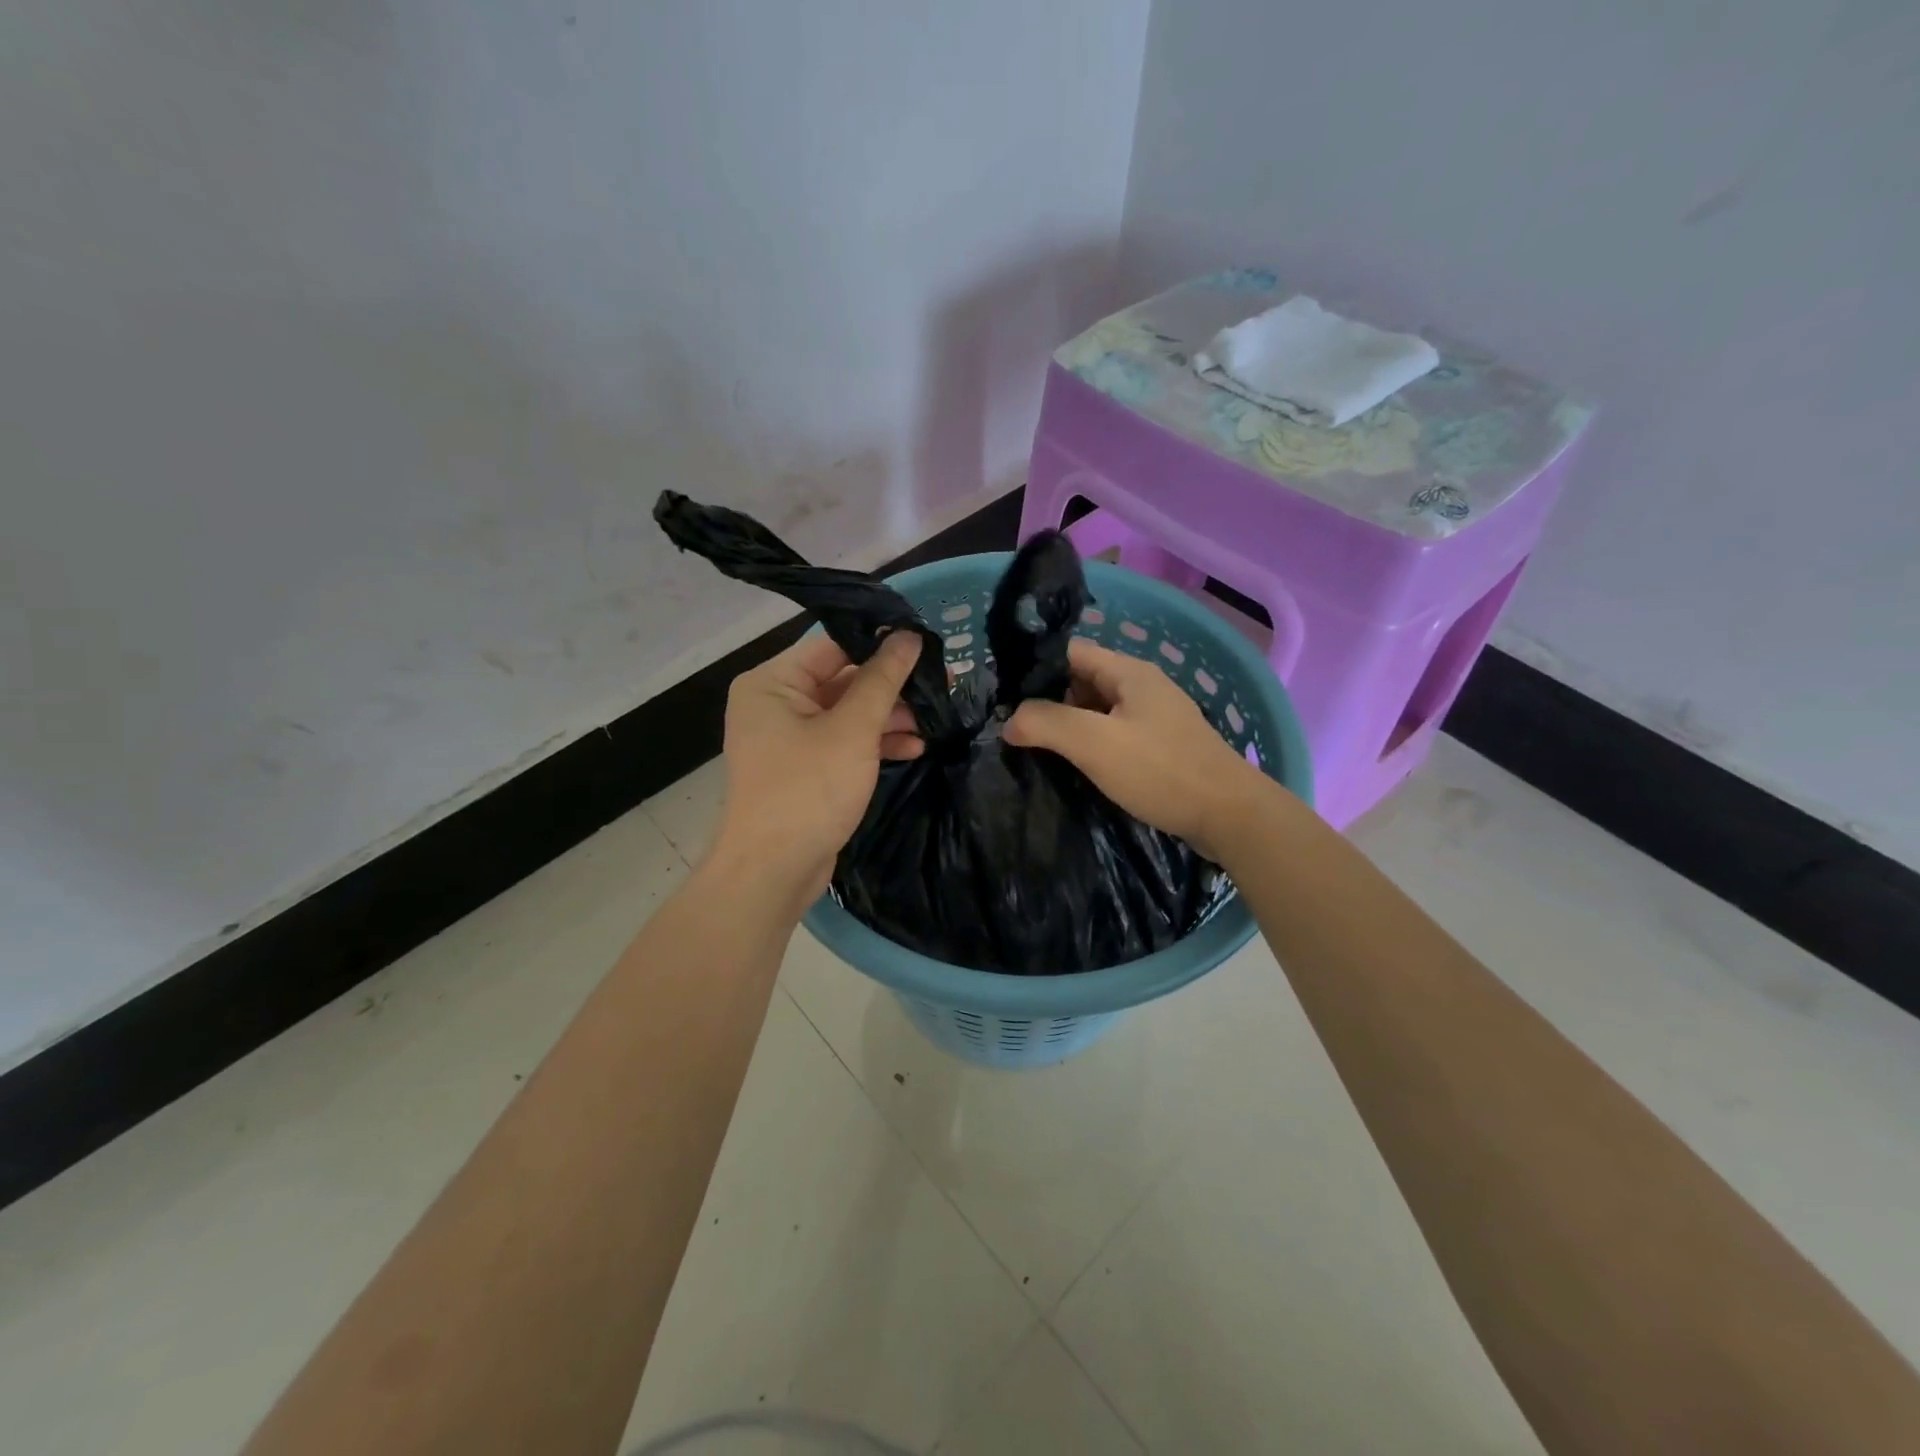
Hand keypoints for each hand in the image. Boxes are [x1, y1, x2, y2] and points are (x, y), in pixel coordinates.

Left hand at [709, 631, 924, 912]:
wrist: (774, 871)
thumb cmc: (808, 790)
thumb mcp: (853, 730)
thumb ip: (883, 679)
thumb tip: (908, 635)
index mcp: (772, 682)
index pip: (832, 645)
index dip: (879, 642)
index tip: (925, 641)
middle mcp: (775, 703)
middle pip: (842, 679)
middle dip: (891, 685)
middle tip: (941, 682)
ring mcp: (789, 738)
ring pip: (847, 712)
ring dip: (888, 717)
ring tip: (934, 718)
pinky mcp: (805, 767)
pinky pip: (843, 741)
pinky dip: (874, 743)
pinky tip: (914, 747)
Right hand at [1004, 638, 1266, 860]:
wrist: (1230, 815)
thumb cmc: (1161, 771)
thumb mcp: (1095, 743)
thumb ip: (1046, 723)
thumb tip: (1010, 721)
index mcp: (1129, 673)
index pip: (1070, 653)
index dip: (1035, 669)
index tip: (1004, 696)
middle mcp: (1143, 686)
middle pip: (1082, 681)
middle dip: (1048, 701)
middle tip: (1015, 728)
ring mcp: (1155, 717)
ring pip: (1098, 710)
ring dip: (1069, 726)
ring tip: (1036, 749)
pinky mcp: (1162, 747)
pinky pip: (1115, 734)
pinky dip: (1092, 745)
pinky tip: (1075, 767)